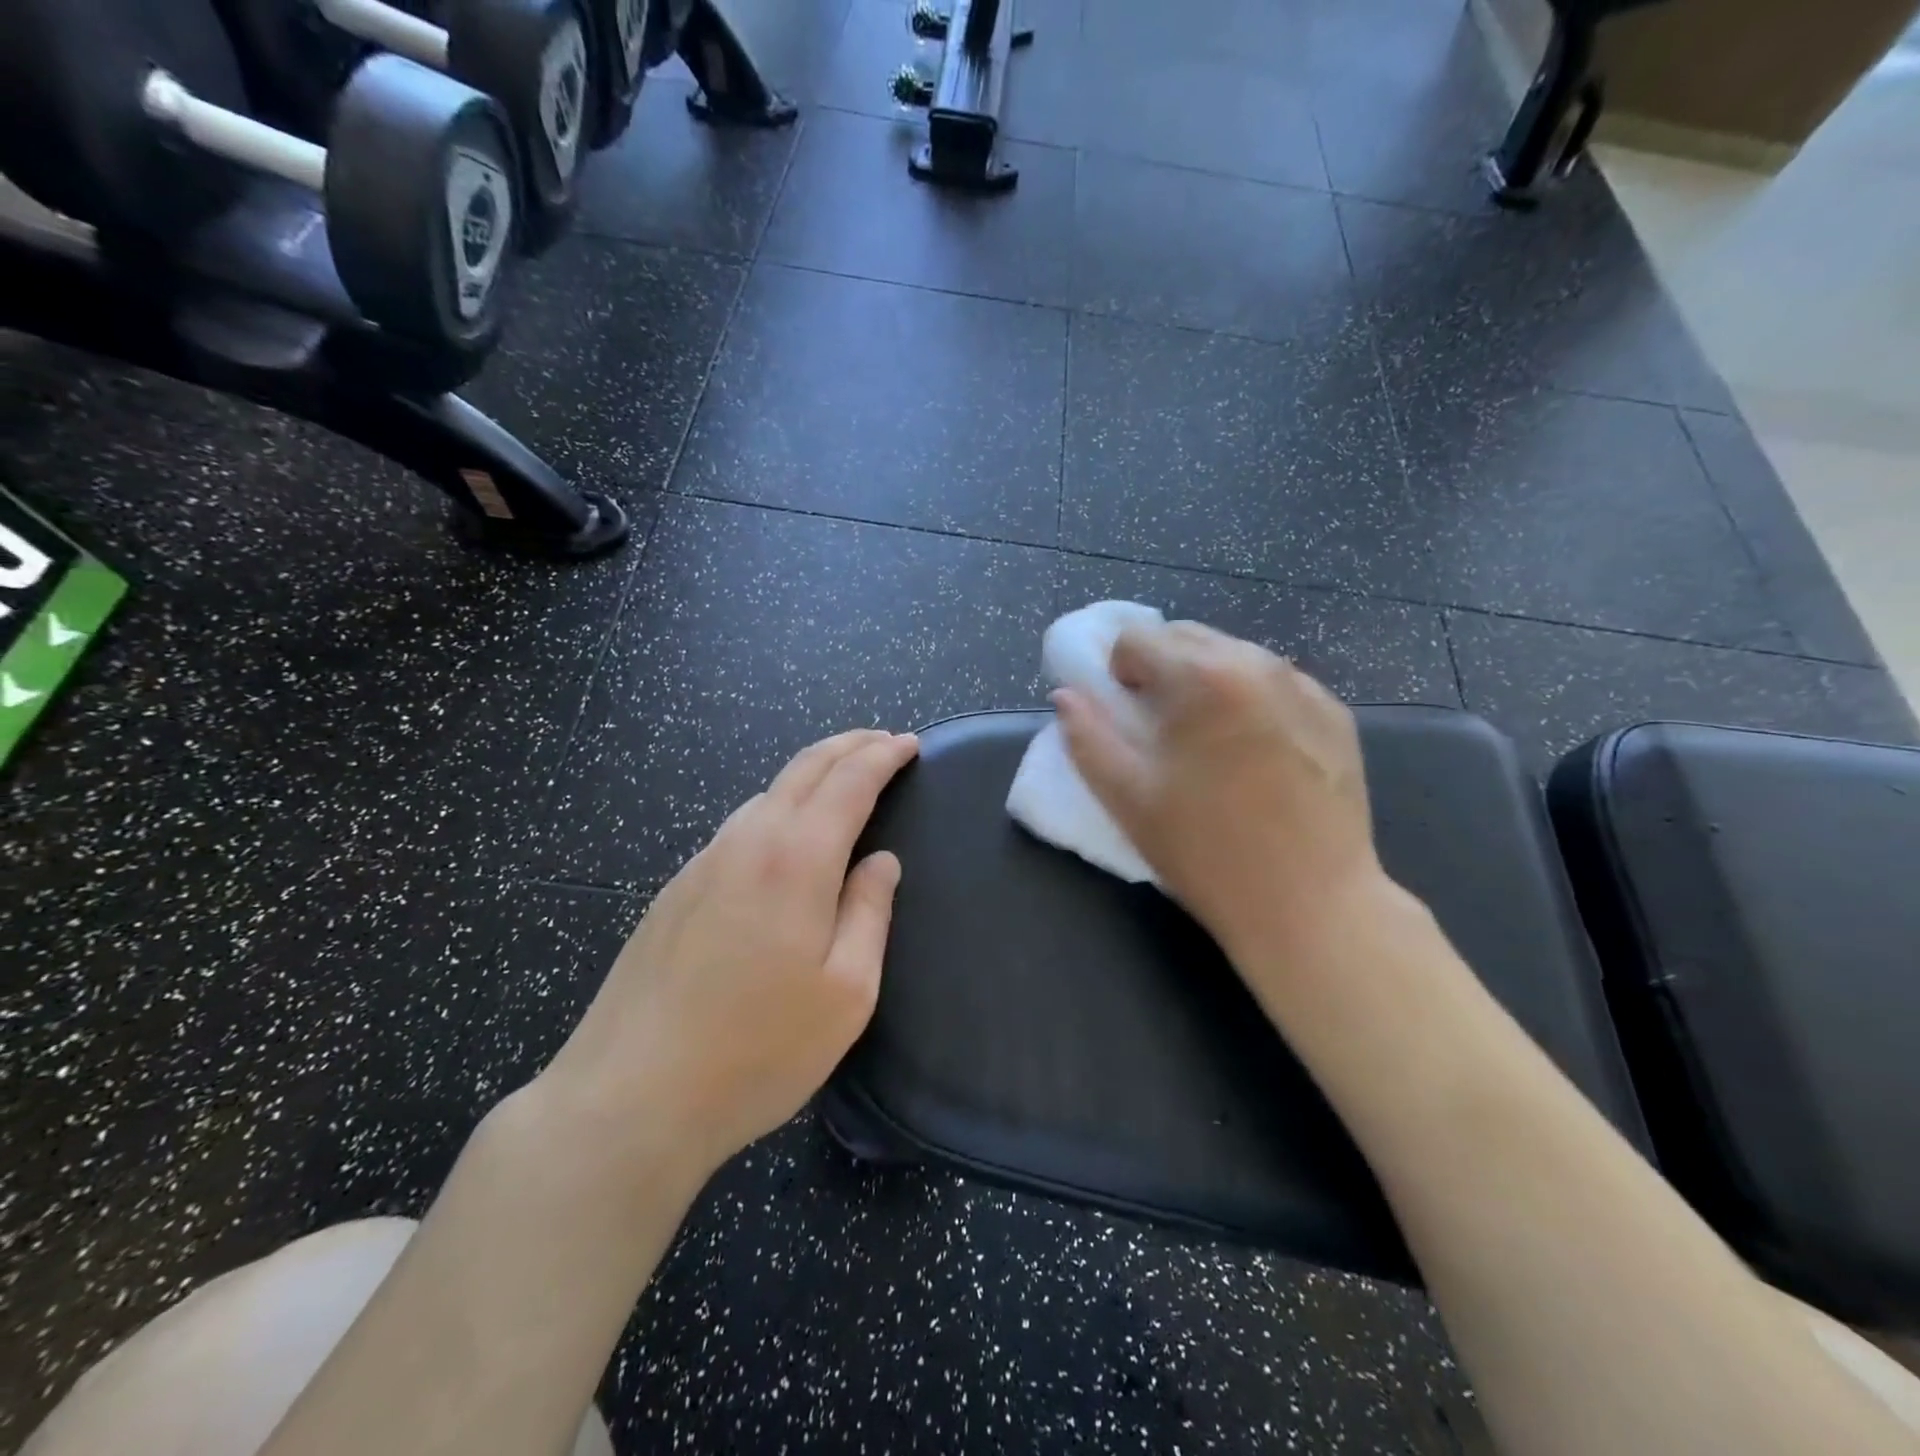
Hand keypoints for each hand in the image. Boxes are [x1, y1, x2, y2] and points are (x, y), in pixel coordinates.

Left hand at [535, 730, 919, 1182]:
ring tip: (841, 780)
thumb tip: (881, 862)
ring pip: (766, 793)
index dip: (883, 756)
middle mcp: (747, 843)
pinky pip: (737, 826)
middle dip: (849, 745)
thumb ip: (869, 914)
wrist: (630, 1096)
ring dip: (811, 773)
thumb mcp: (846, 993)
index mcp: (797, 860)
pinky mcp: (674, 890)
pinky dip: (776, 807)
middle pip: (804, 768)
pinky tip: (782, 835)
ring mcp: (702, 863)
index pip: (849, 781)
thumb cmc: (757, 1051)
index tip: (909, 743)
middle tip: (882, 741)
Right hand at [1053, 621, 1388, 969]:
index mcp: (1200, 678)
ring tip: (1210, 741)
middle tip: (1162, 729)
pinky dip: (1250, 699)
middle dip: (1161, 669)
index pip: (1137, 638)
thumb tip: (1066, 696)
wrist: (1310, 905)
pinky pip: (1275, 682)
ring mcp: (1304, 685)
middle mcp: (1256, 663)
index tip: (1125, 715)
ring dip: (1205, 681)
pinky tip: (1256, 754)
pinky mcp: (1335, 712)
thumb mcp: (1127, 797)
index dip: (1117, 673)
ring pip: (1233, 655)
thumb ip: (1087, 737)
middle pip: (1186, 636)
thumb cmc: (1206, 852)